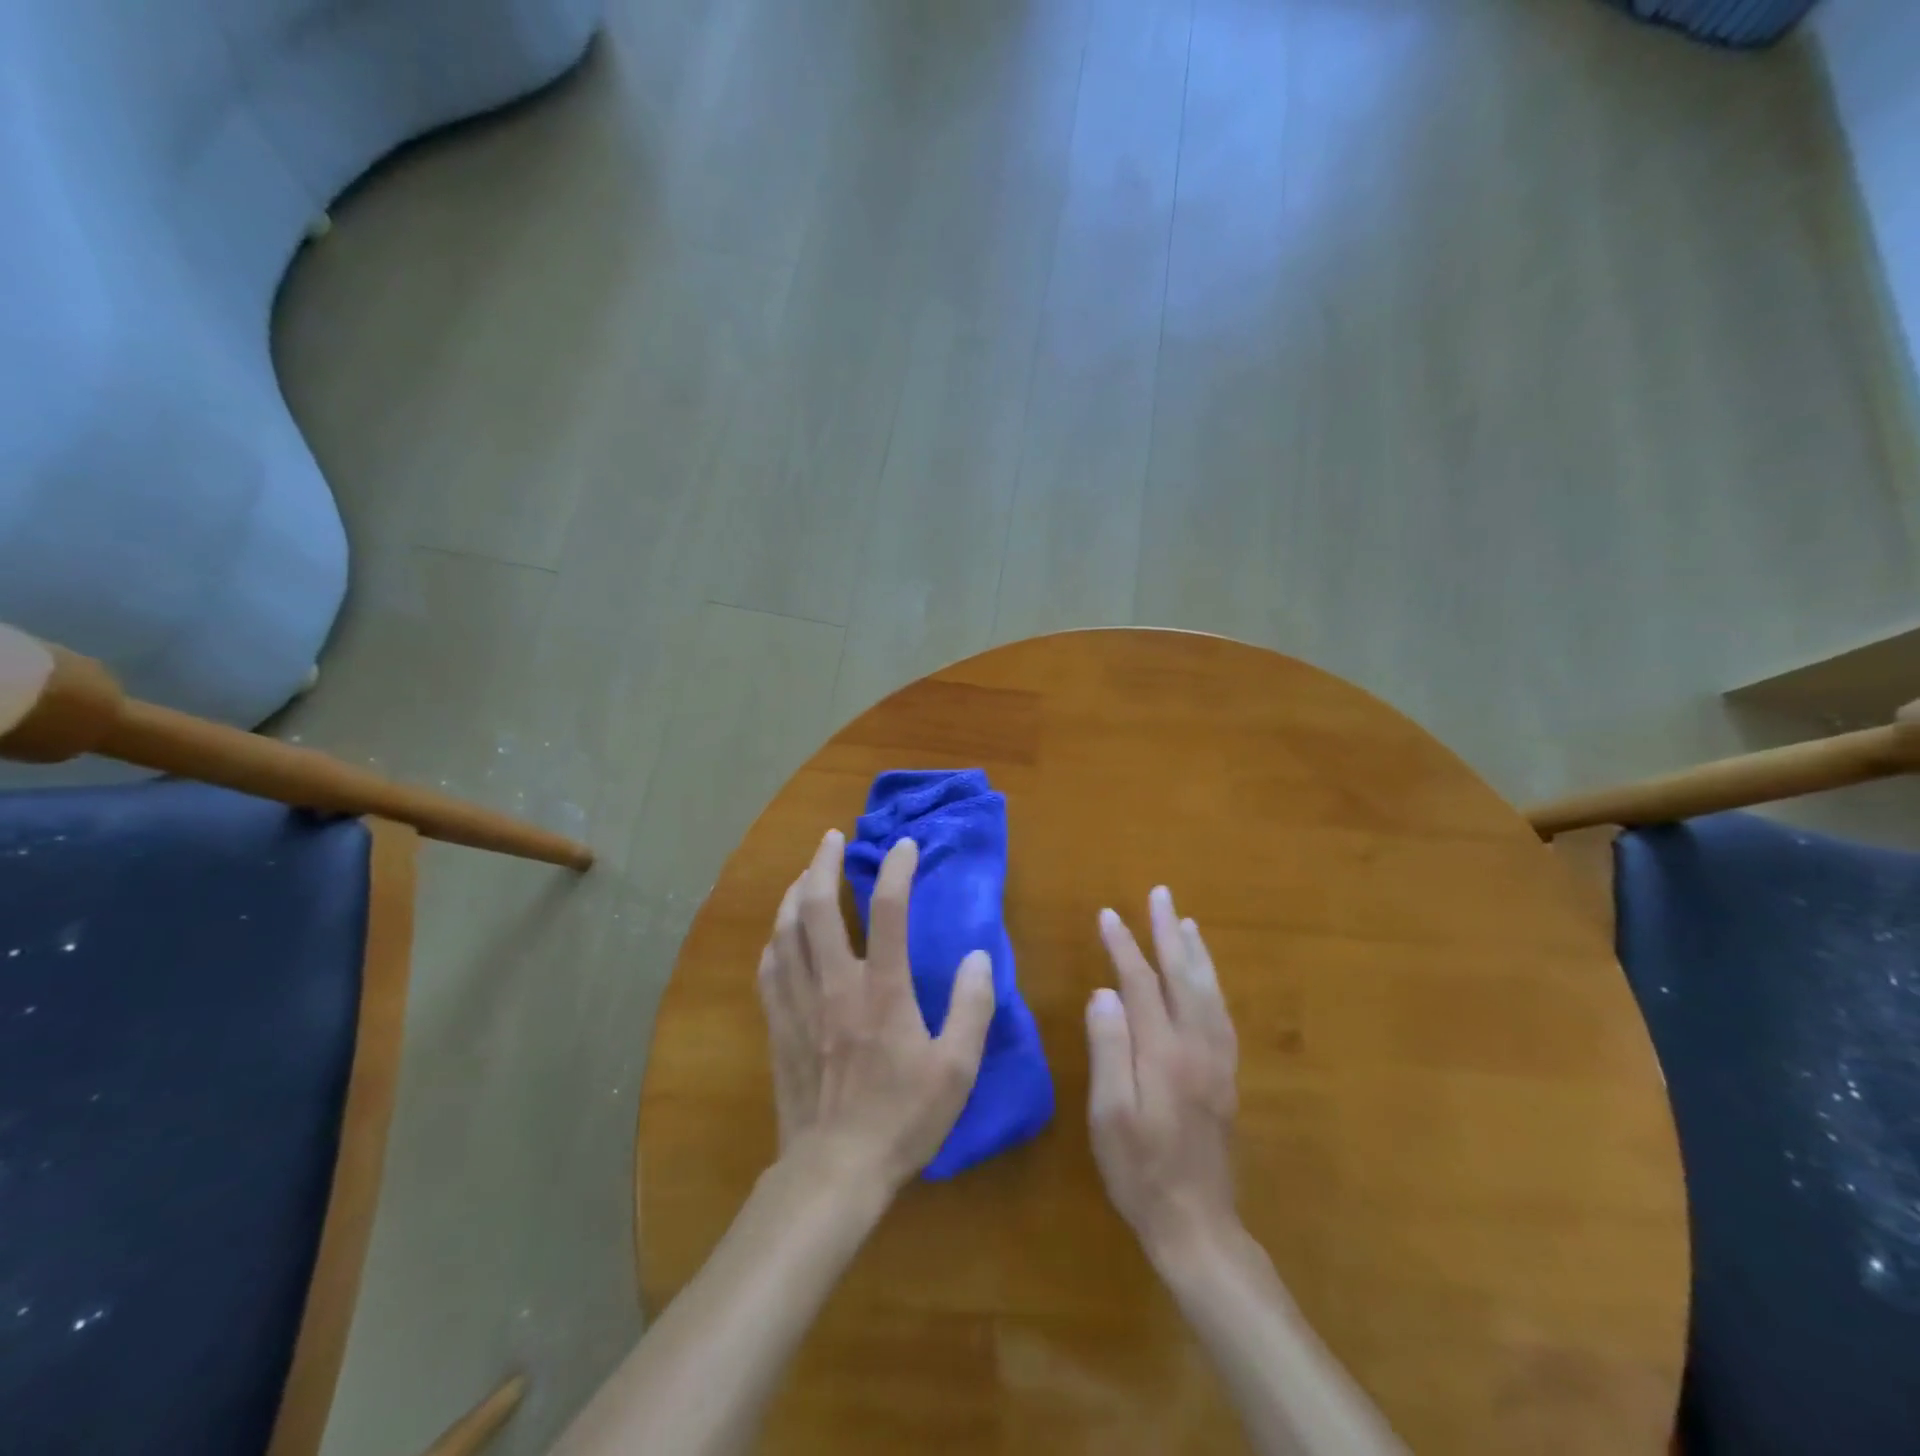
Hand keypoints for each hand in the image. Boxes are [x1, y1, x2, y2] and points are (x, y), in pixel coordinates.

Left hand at [757, 828, 997, 1194]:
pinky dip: (775, 940)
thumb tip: (979, 957)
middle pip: (817, 907)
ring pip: (786, 931)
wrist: (834, 1171)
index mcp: (882, 990)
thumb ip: (972, 1008)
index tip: (905, 845)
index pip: (888, 910)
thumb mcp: (956, 1070)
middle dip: (822, 864)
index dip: (897, 869)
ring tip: (804, 873)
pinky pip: (769, 968)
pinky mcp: (778, 1026)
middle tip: (830, 838)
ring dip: (793, 893)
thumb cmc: (901, 1119)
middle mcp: (836, 984)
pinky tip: (780, 935)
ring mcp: (800, 1003)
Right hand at [1087, 886, 1239, 1263]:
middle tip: (1160, 894)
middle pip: (1184, 976)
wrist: (1198, 1224)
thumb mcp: (1110, 1114)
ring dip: (1195, 951)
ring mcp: (1218, 1060)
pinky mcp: (1226, 1076)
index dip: (1124, 946)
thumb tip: (1104, 992)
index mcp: (1165, 1052)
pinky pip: (1222, 1013)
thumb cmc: (1140, 1170)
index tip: (1107, 914)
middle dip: (1169, 932)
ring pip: (1209, 991)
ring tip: (1185, 921)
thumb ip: (1109, 1049)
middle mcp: (1198, 1046)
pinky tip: (1206, 977)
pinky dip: (1212, 982)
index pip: (1142, 983)